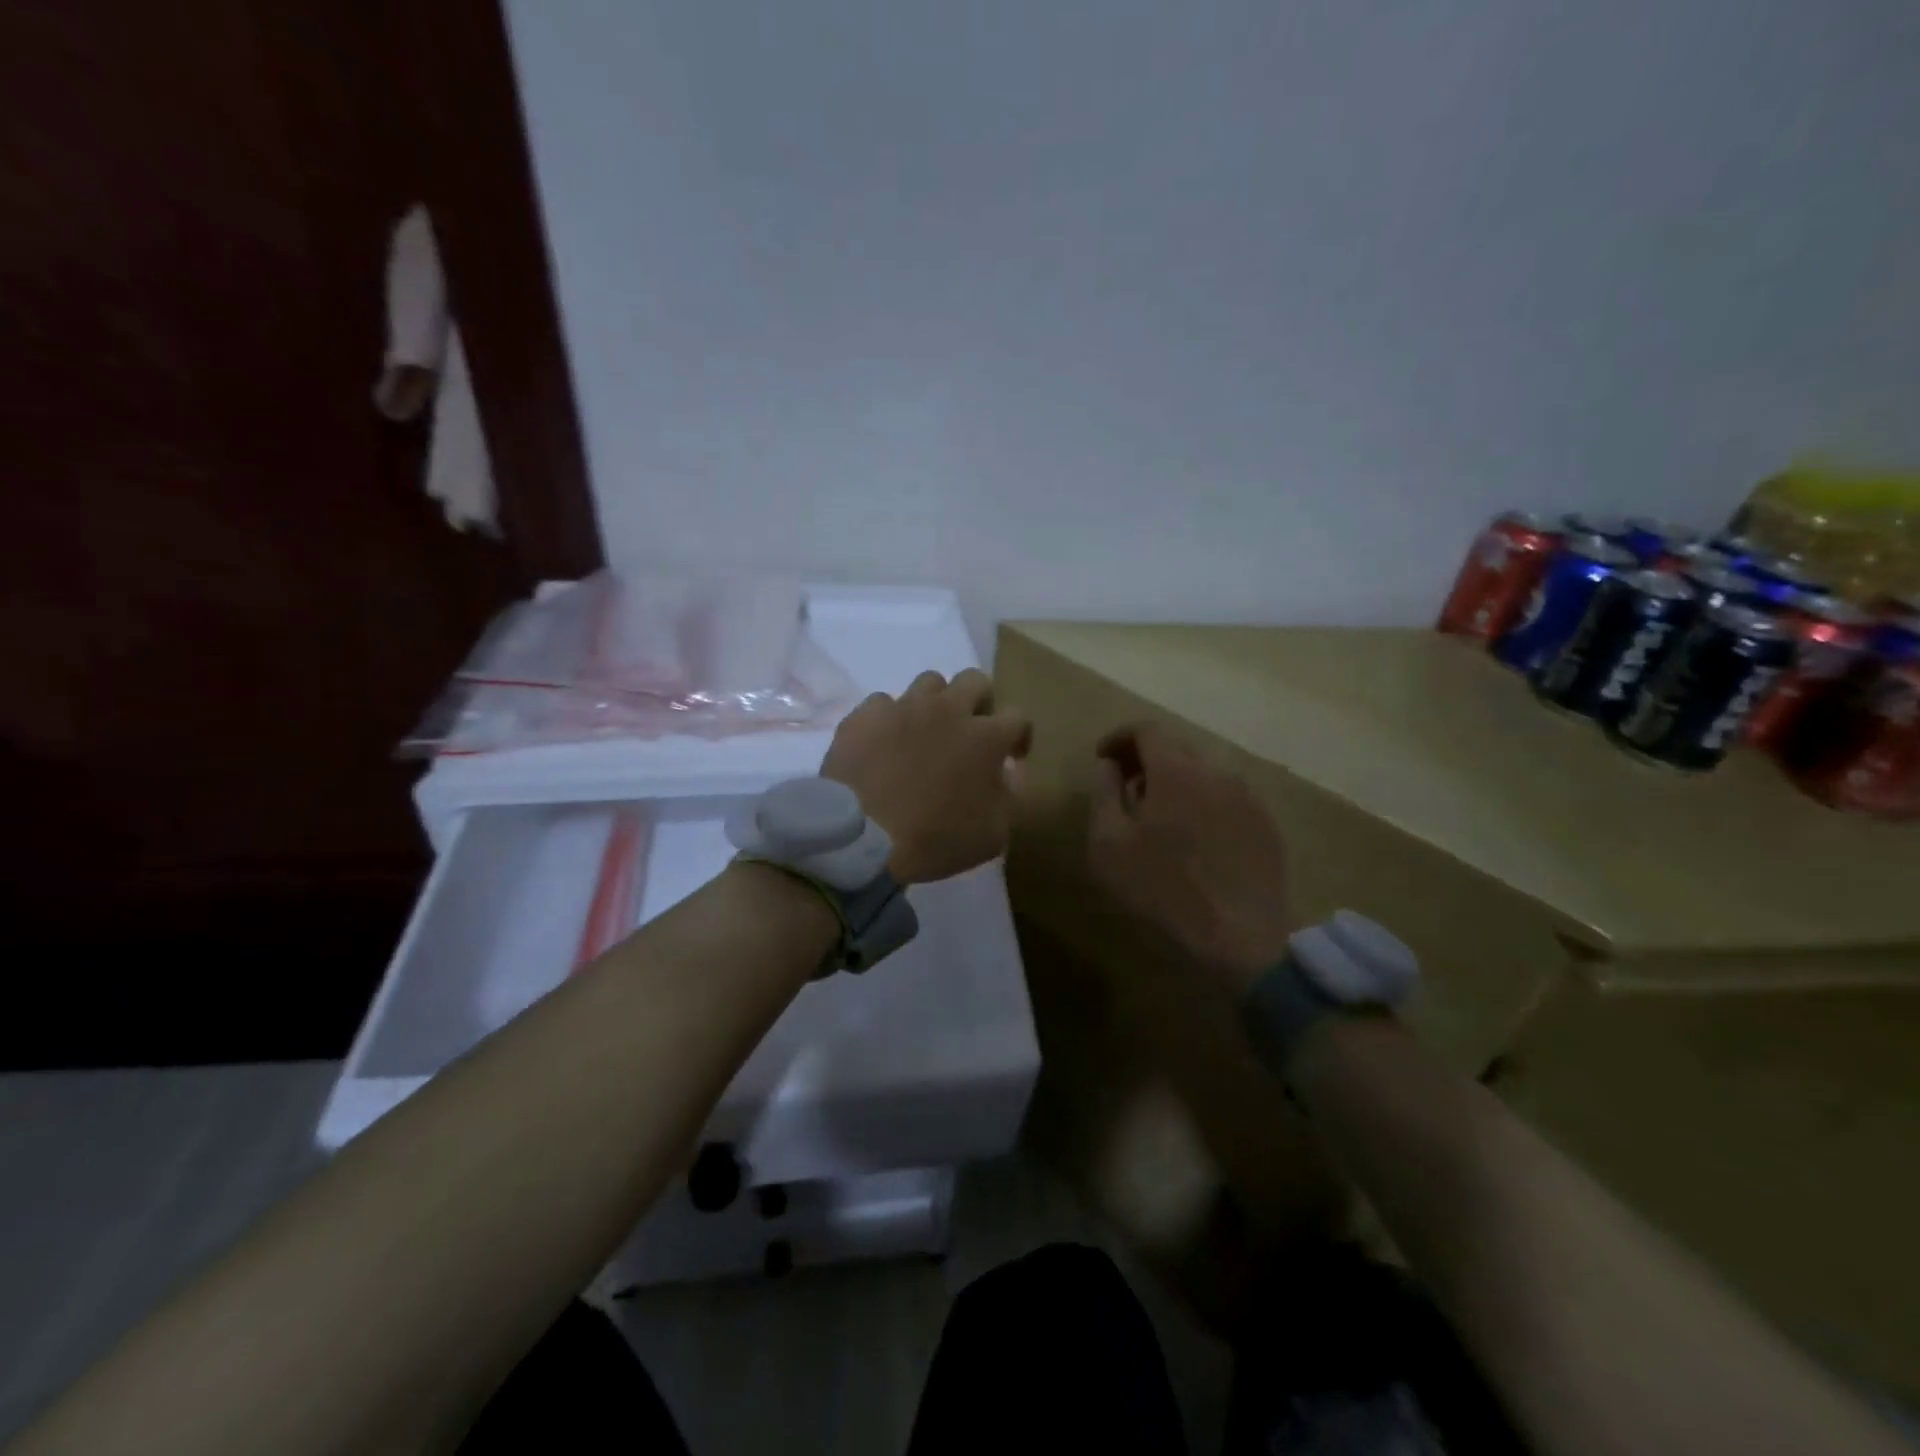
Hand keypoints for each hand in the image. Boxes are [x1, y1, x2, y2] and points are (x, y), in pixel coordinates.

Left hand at [822, 669, 1031, 884]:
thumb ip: (1008, 798)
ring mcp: (903, 707)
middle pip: (974, 680)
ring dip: (934, 703)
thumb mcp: (992, 835)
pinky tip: (883, 743)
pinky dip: (888, 720)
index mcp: (985, 737)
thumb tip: (1004, 776)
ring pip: (929, 683)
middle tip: (969, 731)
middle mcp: (948, 710)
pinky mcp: (865, 715)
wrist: (863, 839)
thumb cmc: (935, 840)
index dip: (1018, 736)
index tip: (1010, 757)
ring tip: (924, 731)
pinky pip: (882, 703)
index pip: (1018, 717)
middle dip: (978, 702)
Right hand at [1088, 723, 1292, 991]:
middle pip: (1177, 747)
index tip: (1102, 758)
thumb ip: (1103, 793)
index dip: (1120, 738)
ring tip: (1159, 815)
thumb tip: (1108, 766)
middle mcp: (1217, 772)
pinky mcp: (1267, 825)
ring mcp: (1249, 798)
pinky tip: (1195, 838)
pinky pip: (1228, 798)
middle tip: (1126, 787)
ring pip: (1205, 772)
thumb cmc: (1162, 890)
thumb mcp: (1109, 844)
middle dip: (1146, 758)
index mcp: (1176, 771)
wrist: (1240, 939)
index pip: (1146, 730)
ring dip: (1177, 781)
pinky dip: (1203, 802)